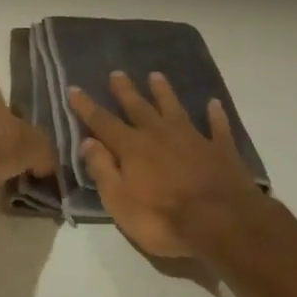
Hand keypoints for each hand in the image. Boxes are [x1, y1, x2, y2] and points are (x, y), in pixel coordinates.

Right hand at [67, 71, 262, 257]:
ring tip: (156, 75)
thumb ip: (103, 171)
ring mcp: (192, 138)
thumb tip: (88, 142)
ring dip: (164, 92)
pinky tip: (213, 104)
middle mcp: (159, 135)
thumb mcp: (120, 203)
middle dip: (125, 91)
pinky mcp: (220, 149)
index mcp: (132, 148)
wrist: (222, 222)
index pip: (103, 122)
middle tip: (117, 73)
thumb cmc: (163, 219)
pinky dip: (214, 115)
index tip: (74, 88)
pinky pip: (216, 127)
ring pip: (174, 108)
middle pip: (138, 107)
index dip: (86, 106)